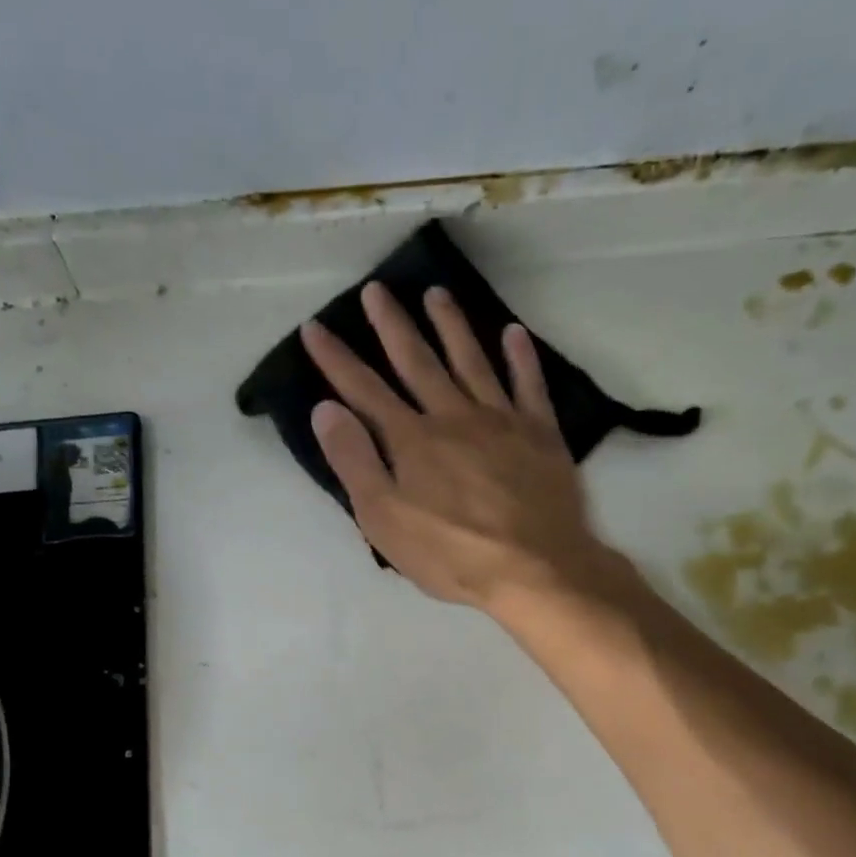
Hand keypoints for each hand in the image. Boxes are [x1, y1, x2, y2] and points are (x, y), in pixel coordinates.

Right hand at [300, 283, 622, 611]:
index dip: (337, 359)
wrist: (533, 567)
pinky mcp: (540, 433)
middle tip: (376, 289)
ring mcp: (500, 420)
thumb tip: (326, 409)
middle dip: (392, 326)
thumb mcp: (384, 519)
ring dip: (451, 325)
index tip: (315, 326)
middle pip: (418, 362)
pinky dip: (521, 357)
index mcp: (411, 440)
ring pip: (471, 361)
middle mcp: (453, 416)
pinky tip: (512, 333)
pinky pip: (529, 384)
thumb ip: (355, 462)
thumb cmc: (449, 553)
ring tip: (437, 293)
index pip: (364, 390)